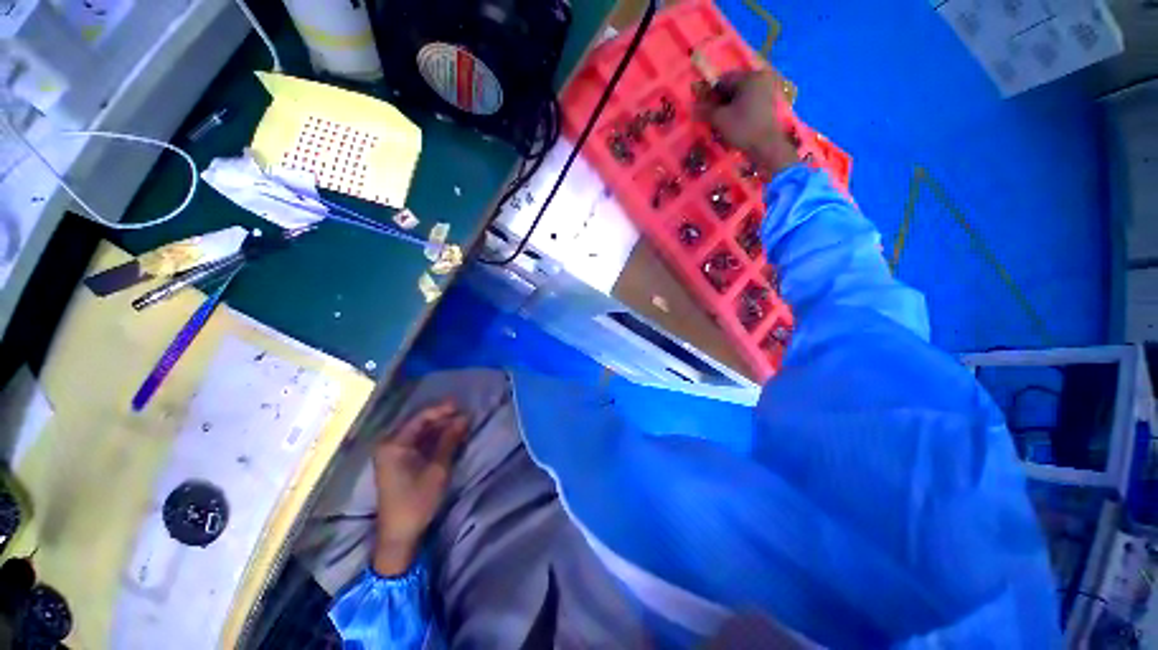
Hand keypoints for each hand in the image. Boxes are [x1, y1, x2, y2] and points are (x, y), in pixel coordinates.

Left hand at [371, 399, 468, 574]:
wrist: (400, 534)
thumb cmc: (417, 500)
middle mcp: (390, 445)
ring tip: (460, 424)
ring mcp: (393, 455)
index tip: (461, 405)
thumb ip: (450, 440)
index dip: (441, 410)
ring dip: (439, 429)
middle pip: (419, 424)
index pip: (420, 418)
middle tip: (464, 414)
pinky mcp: (399, 464)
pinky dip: (433, 440)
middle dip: (442, 419)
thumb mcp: (438, 469)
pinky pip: (417, 444)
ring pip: (419, 434)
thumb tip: (464, 418)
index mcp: (394, 445)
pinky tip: (449, 437)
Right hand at [695, 68, 797, 175]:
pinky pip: (748, 100)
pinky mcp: (768, 102)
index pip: (723, 80)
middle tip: (711, 115)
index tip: (704, 108)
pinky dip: (738, 108)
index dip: (710, 93)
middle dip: (720, 100)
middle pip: (733, 86)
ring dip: (728, 105)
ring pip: (740, 94)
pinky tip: (733, 121)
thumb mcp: (720, 119)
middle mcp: (759, 78)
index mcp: (749, 77)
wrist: (766, 145)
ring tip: (721, 120)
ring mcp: (766, 90)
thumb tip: (693, 106)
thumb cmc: (743, 129)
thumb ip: (705, 110)